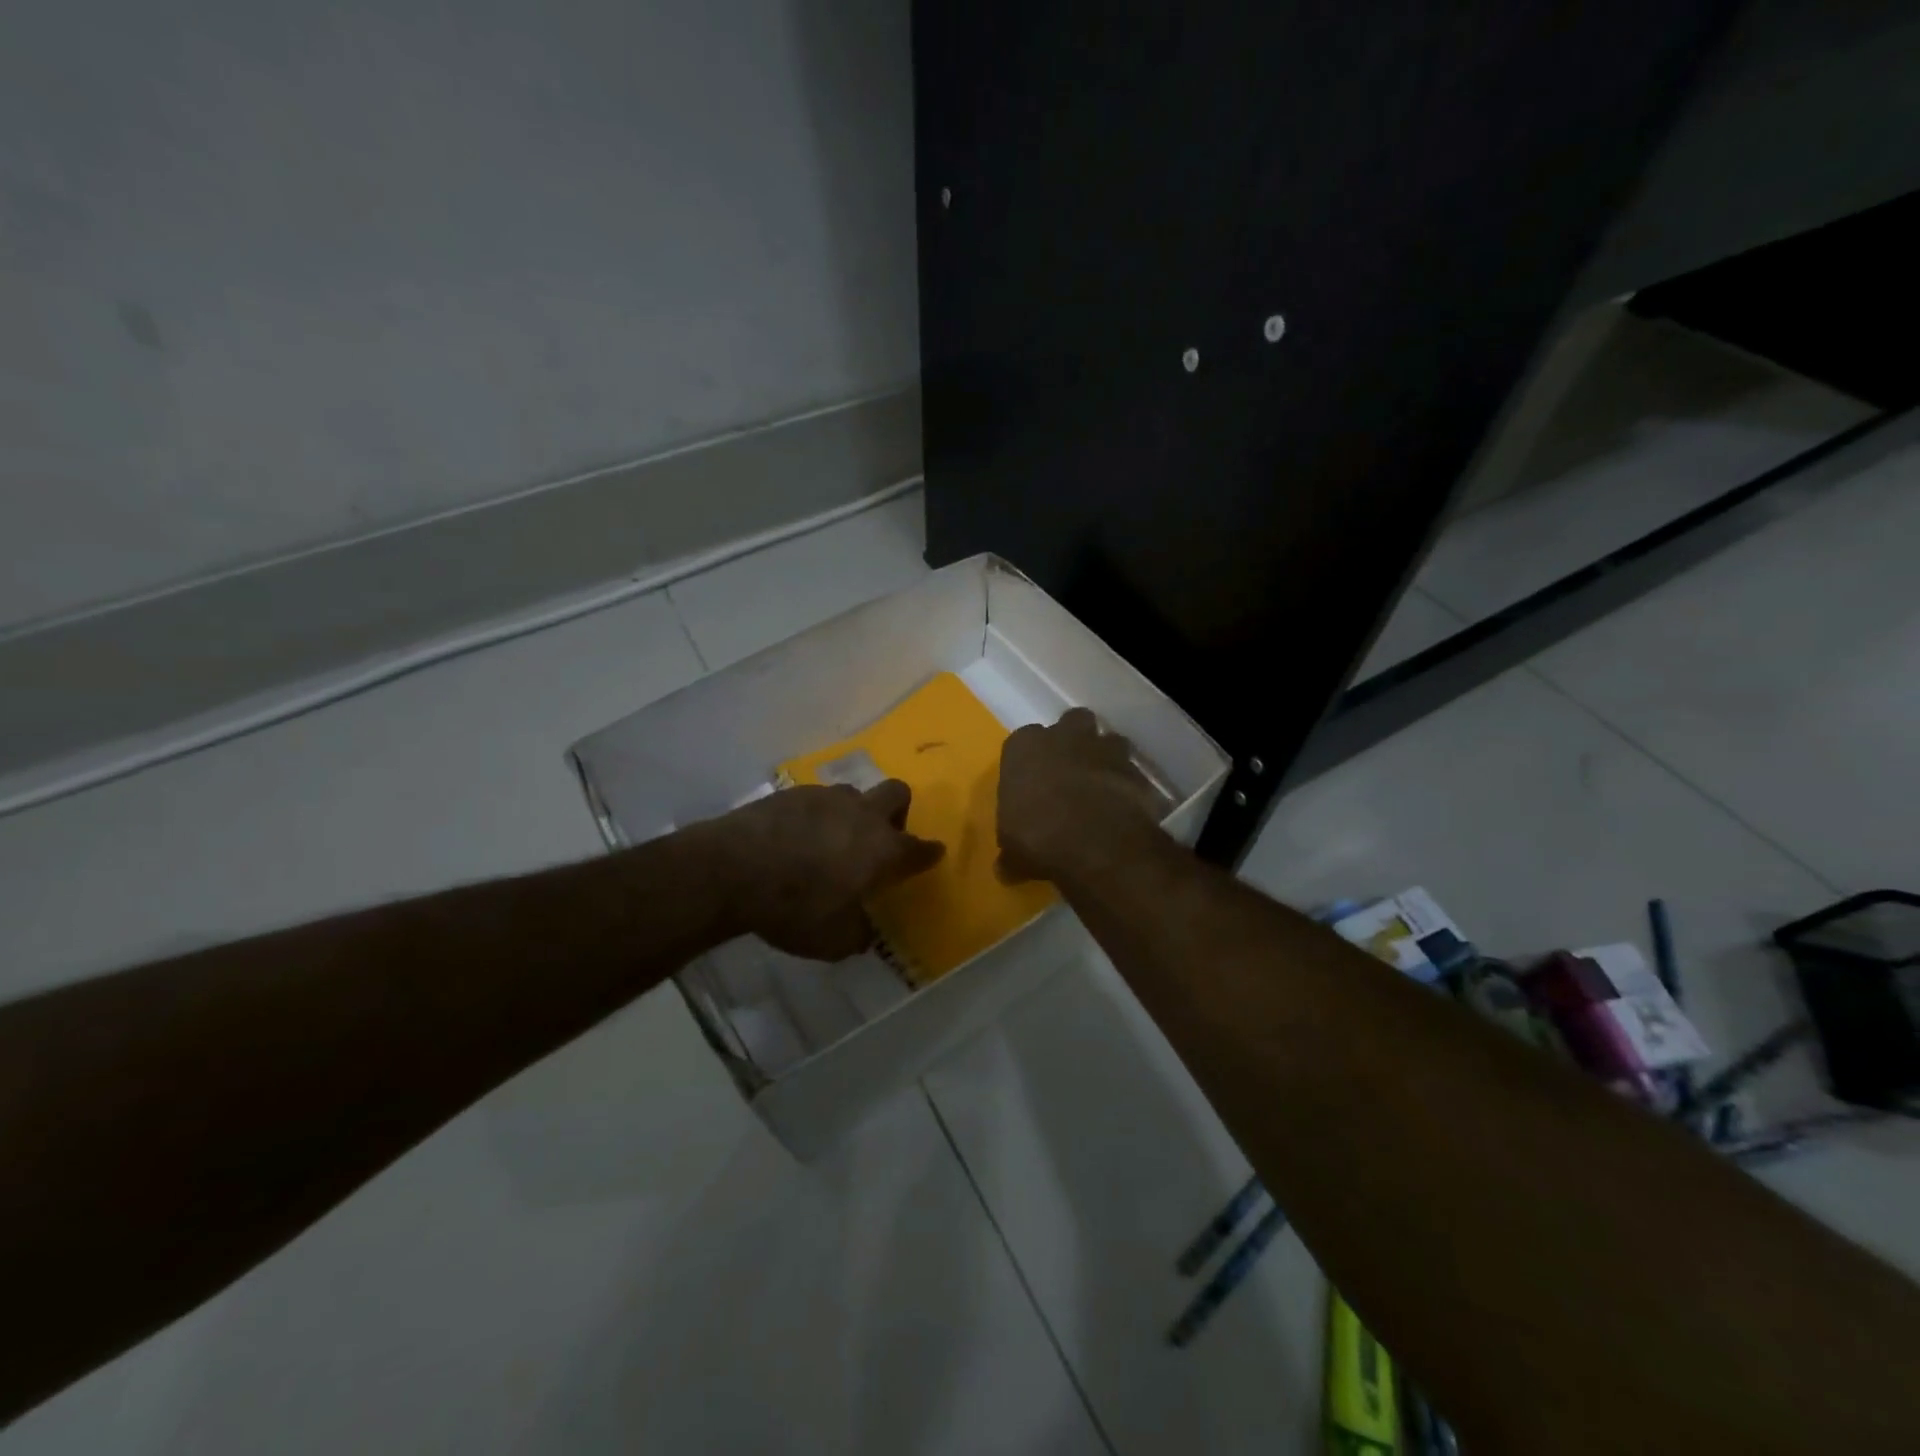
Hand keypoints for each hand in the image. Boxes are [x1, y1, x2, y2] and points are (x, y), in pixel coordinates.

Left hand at [702, 781, 945, 959]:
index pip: (919, 848)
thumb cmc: (793, 908)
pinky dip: (815, 816)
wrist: (731, 869)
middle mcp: (862, 815)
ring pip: (854, 794)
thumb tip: (863, 932)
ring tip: (831, 840)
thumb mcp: (832, 940)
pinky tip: (796, 838)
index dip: (928, 853)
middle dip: (899, 811)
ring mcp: (827, 798)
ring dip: (852, 814)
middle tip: (882, 837)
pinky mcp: (792, 792)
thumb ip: (857, 934)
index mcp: (882, 850)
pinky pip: (817, 800)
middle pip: (897, 793)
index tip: (932, 854)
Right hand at [997, 708, 1162, 883]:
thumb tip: (1006, 870)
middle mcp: (1063, 736)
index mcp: (1024, 747)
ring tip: (1101, 785)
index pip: (1023, 741)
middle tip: (1070, 770)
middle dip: (1073, 740)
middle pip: (1071, 723)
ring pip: (1107, 739)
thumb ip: (1011, 853)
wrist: (1093, 840)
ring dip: (1105, 757)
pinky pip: (1131, 770)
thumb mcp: (1012, 850)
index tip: (1032, 782)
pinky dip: (1128, 784)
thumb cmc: (1037, 835)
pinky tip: (1124, 806)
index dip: (1030, 761)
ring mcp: (1103, 748)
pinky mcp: (1134, 769)